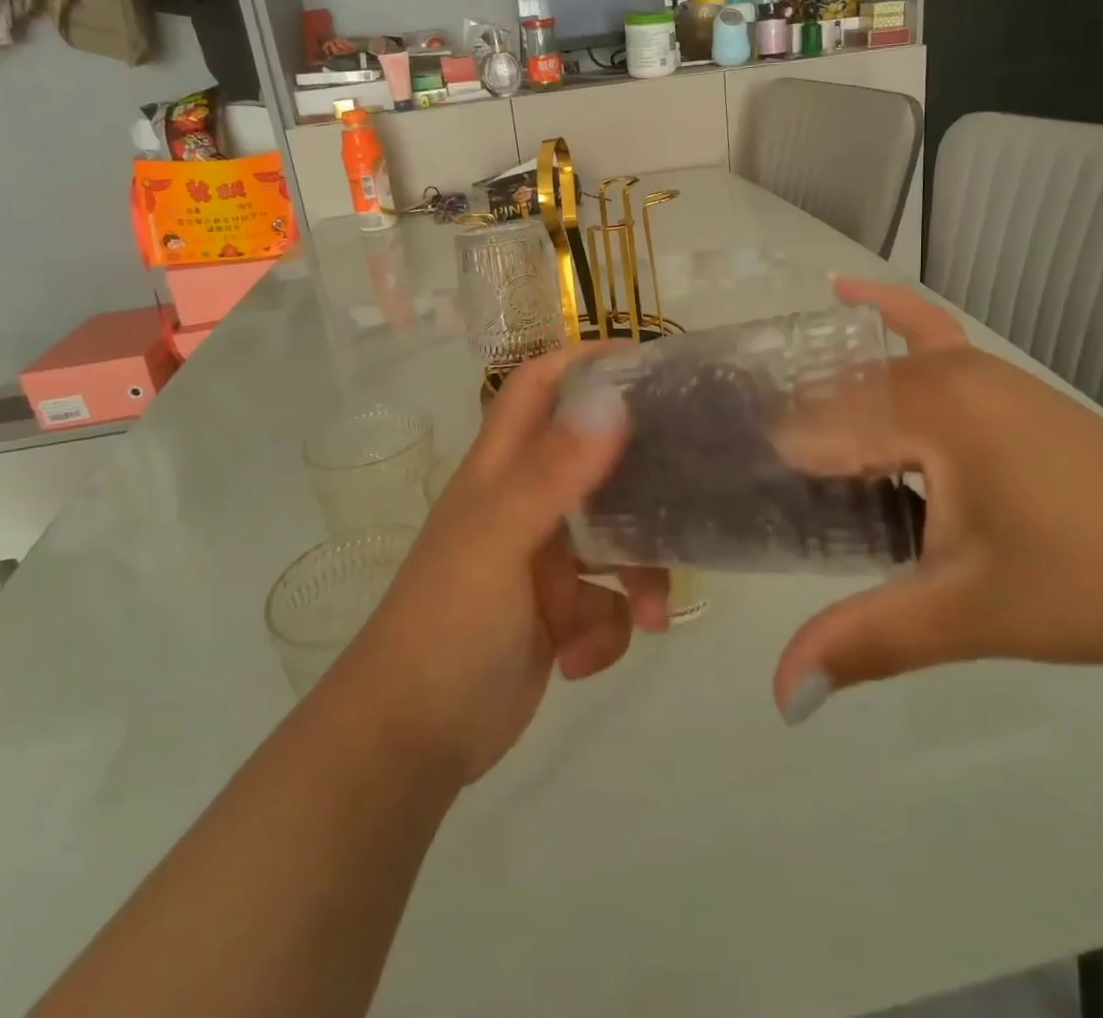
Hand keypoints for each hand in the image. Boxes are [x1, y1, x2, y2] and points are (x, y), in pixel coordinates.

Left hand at [331, 346, 668, 784]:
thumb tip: (611, 401)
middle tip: (690, 475)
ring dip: (638, 574)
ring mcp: (542, 560)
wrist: (412, 741)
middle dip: (639, 475)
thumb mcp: (499, 540)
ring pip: (615, 540)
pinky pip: (607, 602)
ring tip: (649, 614)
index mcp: (501, 470)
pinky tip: (582, 660)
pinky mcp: (558, 613)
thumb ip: (552, 472)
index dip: (581, 362)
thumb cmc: (447, 624)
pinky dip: (608, 630)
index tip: (644, 361)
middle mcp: (524, 503)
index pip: (537, 388)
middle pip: (594, 461)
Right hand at [771, 278, 1102, 722]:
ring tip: (771, 445)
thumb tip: (778, 700)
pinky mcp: (994, 381)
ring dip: (820, 401)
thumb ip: (866, 641)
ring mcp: (972, 368)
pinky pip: (926, 329)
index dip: (767, 467)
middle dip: (787, 440)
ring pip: (866, 376)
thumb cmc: (1091, 584)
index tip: (727, 498)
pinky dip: (884, 310)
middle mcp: (940, 372)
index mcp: (926, 410)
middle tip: (744, 490)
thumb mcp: (968, 614)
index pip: (811, 430)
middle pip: (831, 399)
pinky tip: (844, 291)